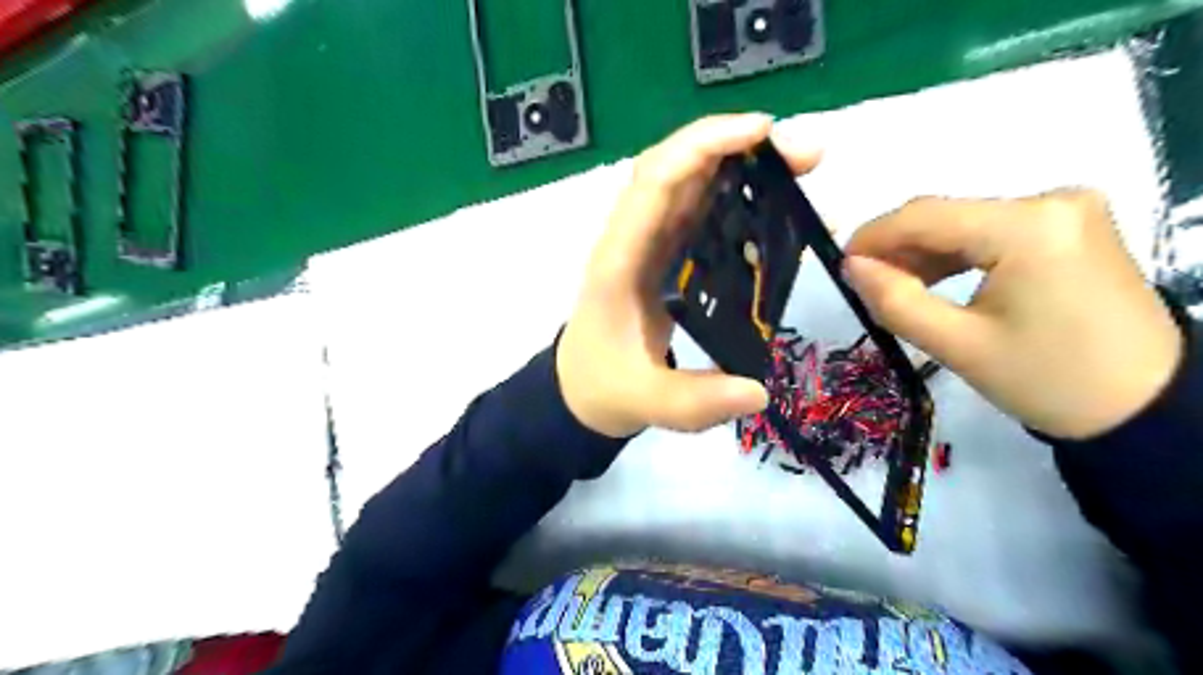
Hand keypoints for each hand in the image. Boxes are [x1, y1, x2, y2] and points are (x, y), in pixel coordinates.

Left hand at [560, 113, 821, 435]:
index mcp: (619, 260)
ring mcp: (651, 245)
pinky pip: (702, 215)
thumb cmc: (604, 387)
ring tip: (802, 171)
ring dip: (743, 167)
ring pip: (693, 186)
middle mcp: (634, 240)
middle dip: (739, 148)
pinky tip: (778, 210)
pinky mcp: (667, 258)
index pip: (654, 181)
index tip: (763, 133)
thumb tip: (759, 391)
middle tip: (805, 156)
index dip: (703, 146)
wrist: (582, 390)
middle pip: (679, 169)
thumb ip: (694, 402)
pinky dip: (739, 201)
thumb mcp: (644, 403)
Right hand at [843, 192, 1182, 439]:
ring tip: (895, 289)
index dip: (872, 236)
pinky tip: (935, 281)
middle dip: (897, 247)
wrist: (1145, 406)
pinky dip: (957, 254)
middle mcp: (1051, 201)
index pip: (925, 215)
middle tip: (864, 285)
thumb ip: (895, 301)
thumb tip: (851, 266)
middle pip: (946, 215)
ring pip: (966, 222)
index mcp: (1028, 226)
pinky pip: (992, 231)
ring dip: (924, 253)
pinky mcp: (1071, 227)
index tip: (839, 265)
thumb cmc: (1047, 380)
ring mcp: (1066, 211)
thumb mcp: (958, 345)